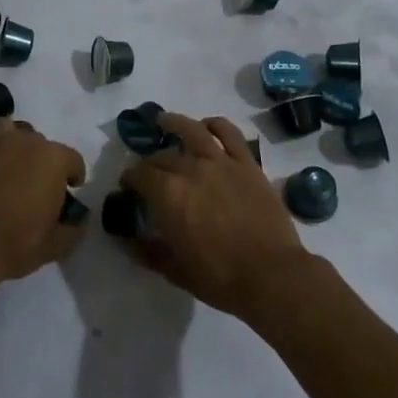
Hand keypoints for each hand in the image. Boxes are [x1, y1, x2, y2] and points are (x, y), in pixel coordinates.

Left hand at [0, 119, 86, 290]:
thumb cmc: (13, 243)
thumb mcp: (52, 246)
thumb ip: (72, 230)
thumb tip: (77, 222)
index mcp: (51, 158)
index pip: (72, 159)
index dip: (73, 175)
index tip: (69, 190)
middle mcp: (23, 141)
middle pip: (40, 143)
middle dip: (42, 161)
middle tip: (36, 186)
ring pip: (8, 131)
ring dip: (13, 146)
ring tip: (9, 169)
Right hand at [119, 113, 311, 319]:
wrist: (271, 275)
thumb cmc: (219, 277)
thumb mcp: (176, 271)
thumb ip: (148, 252)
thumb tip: (126, 243)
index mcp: (168, 194)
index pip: (139, 175)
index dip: (130, 179)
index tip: (127, 186)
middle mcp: (190, 169)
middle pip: (162, 157)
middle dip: (150, 163)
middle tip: (149, 172)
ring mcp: (220, 162)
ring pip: (192, 130)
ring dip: (175, 123)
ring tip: (165, 121)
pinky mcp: (246, 164)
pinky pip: (229, 134)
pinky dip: (216, 125)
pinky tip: (208, 125)